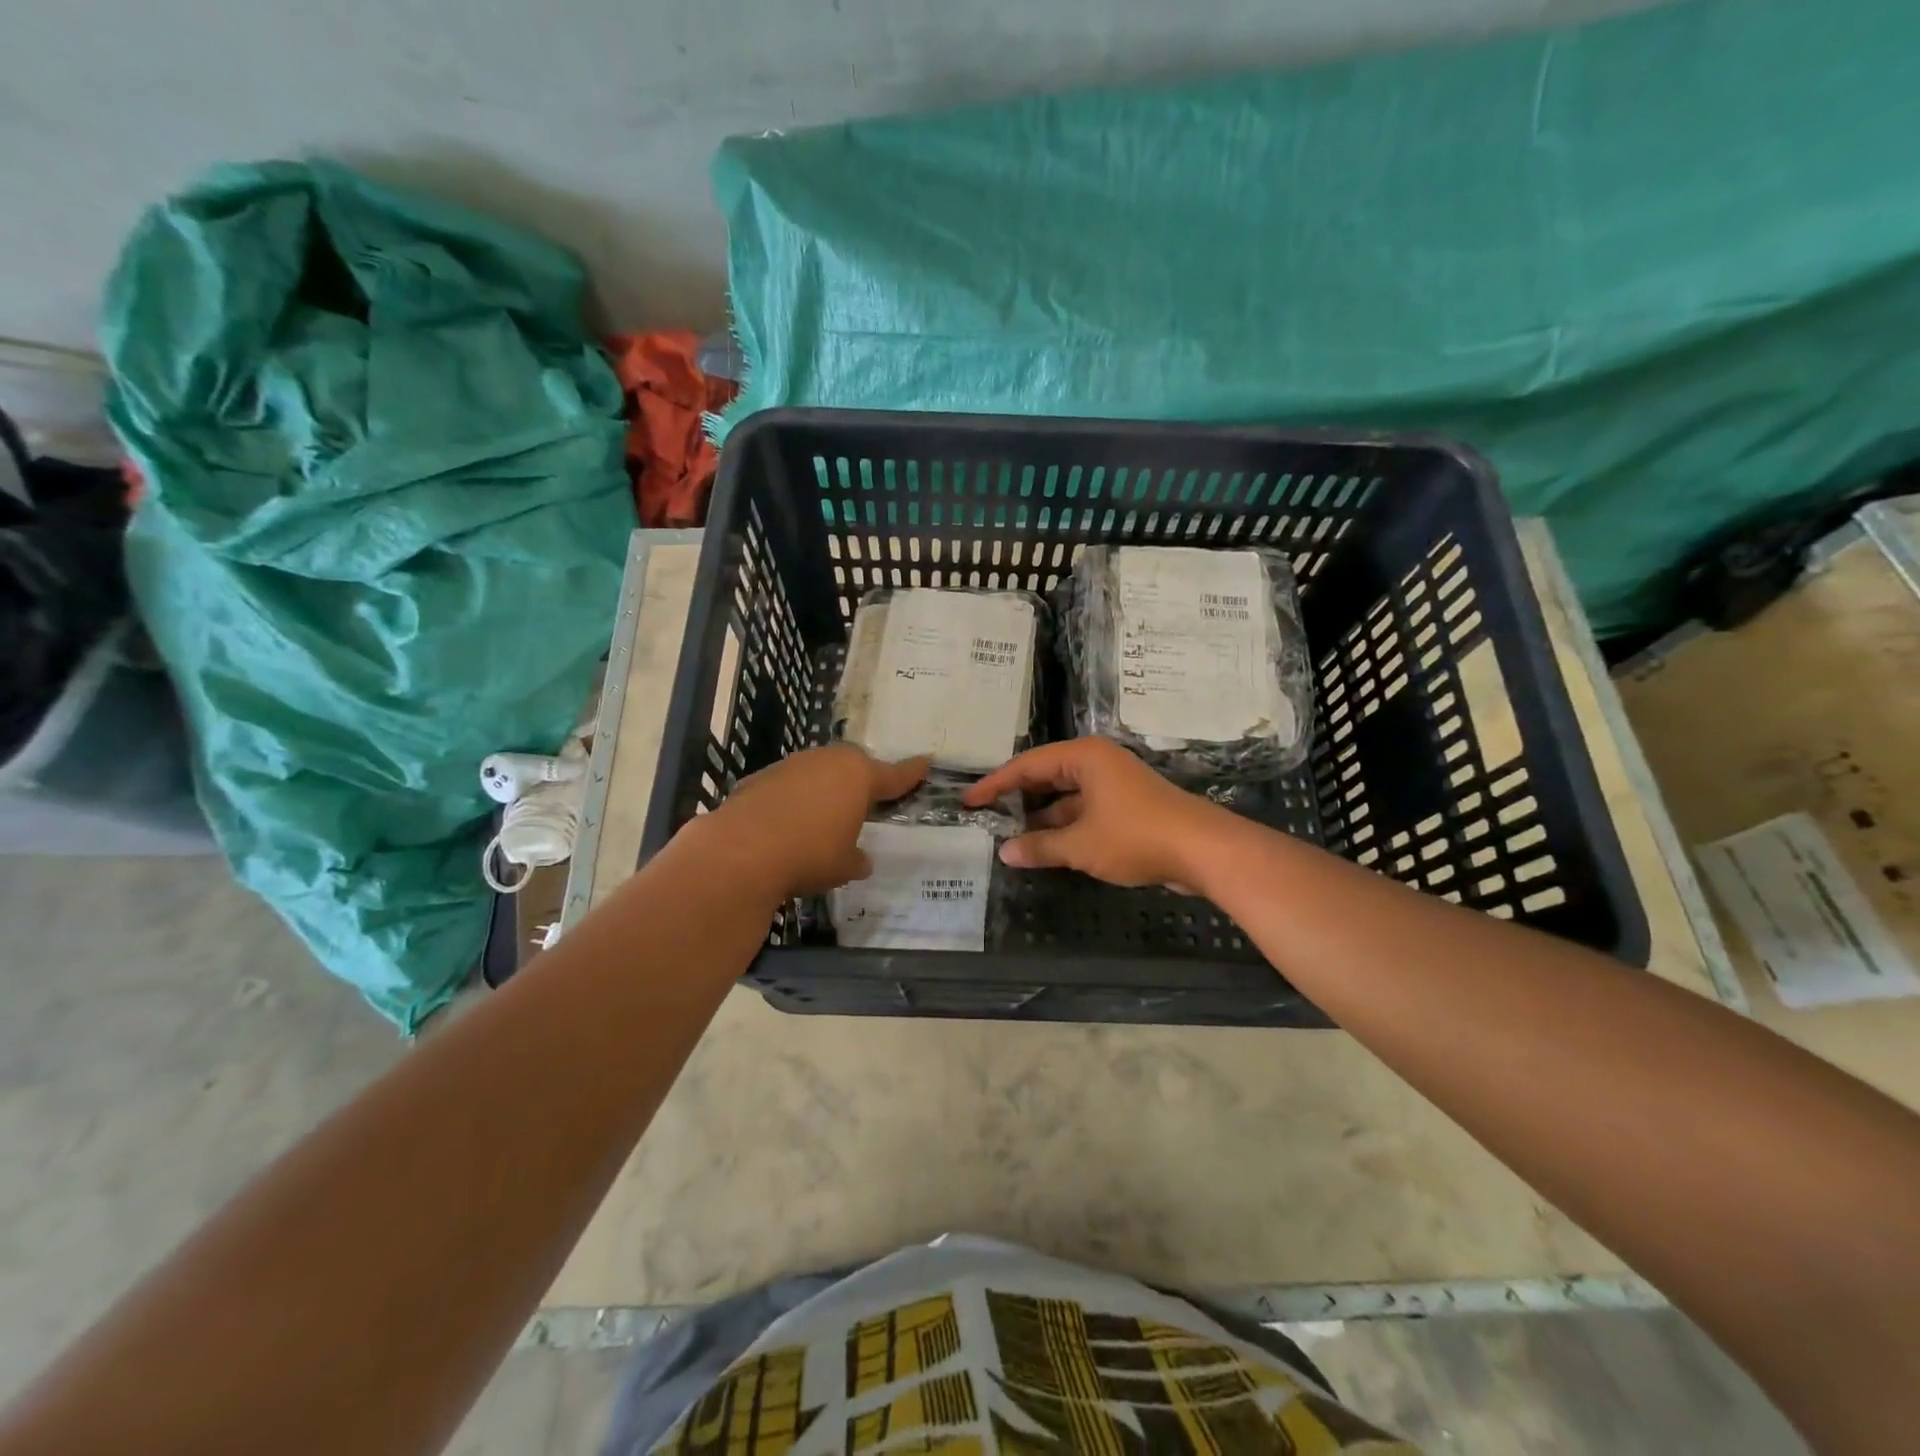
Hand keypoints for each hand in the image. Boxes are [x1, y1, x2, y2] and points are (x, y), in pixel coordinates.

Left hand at [701, 745, 928, 898]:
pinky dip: (794, 799)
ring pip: (818, 771)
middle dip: (861, 780)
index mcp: (859, 776)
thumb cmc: (810, 854)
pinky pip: (789, 785)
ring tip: (824, 816)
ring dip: (824, 789)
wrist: (742, 850)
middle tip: (867, 800)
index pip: (895, 774)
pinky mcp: (760, 777)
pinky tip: (788, 824)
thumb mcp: (844, 865)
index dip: (912, 772)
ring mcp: (792, 765)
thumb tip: (861, 859)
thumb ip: (857, 858)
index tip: (926, 761)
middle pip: (853, 765)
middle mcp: (827, 761)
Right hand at [962, 737, 1226, 890]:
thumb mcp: (1080, 845)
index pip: (1027, 765)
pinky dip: (1065, 827)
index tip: (969, 801)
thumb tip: (1005, 852)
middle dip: (1018, 799)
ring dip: (1041, 817)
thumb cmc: (1135, 836)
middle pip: (1046, 777)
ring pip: (1066, 797)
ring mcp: (1114, 785)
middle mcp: (1097, 763)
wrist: (1203, 850)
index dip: (995, 784)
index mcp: (1084, 757)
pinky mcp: (1127, 807)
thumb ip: (1040, 847)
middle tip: (986, 817)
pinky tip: (1046, 848)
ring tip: (1009, 837)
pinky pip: (1084, 811)